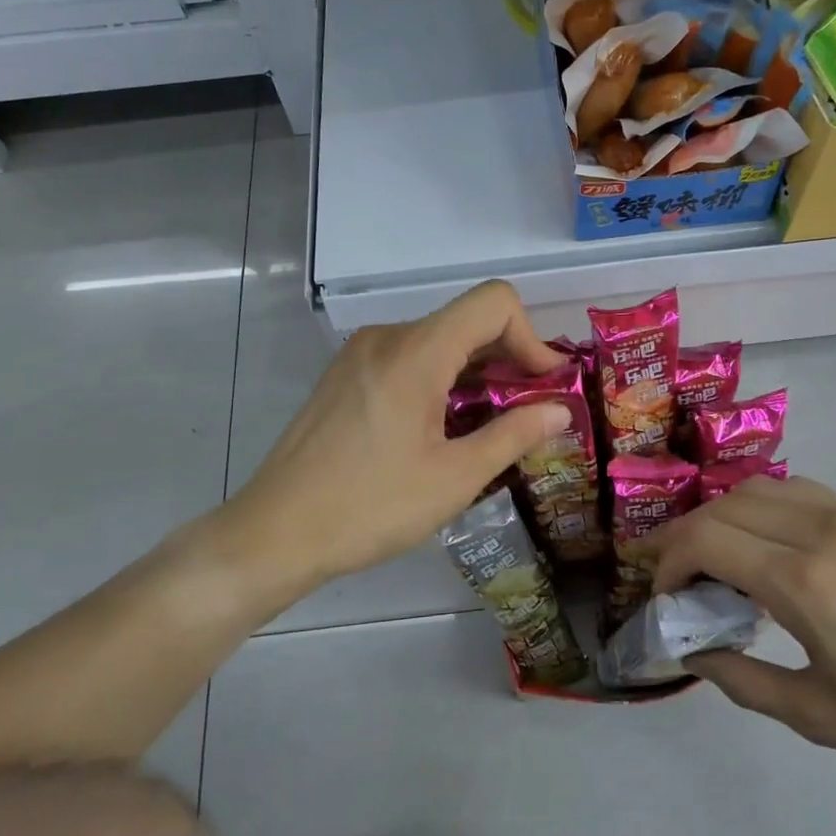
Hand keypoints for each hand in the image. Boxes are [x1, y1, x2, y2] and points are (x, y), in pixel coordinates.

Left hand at [224, 281, 571, 585]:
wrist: (274, 533)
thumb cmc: (370, 507)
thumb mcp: (454, 477)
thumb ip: (514, 434)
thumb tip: (561, 410)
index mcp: (416, 351)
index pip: (493, 302)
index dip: (531, 336)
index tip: (543, 386)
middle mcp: (387, 337)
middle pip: (466, 320)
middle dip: (508, 357)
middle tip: (530, 410)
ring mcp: (360, 353)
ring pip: (438, 340)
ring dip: (475, 371)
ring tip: (490, 424)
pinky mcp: (345, 374)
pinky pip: (408, 357)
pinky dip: (441, 378)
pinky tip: (442, 427)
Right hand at [648, 476, 835, 781]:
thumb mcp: (818, 716)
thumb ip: (741, 680)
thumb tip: (692, 652)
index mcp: (805, 582)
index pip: (706, 540)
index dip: (671, 562)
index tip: (666, 595)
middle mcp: (821, 530)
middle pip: (724, 507)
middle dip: (686, 536)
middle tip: (679, 575)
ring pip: (757, 488)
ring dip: (722, 515)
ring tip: (718, 556)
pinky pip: (795, 490)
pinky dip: (761, 507)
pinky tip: (767, 543)